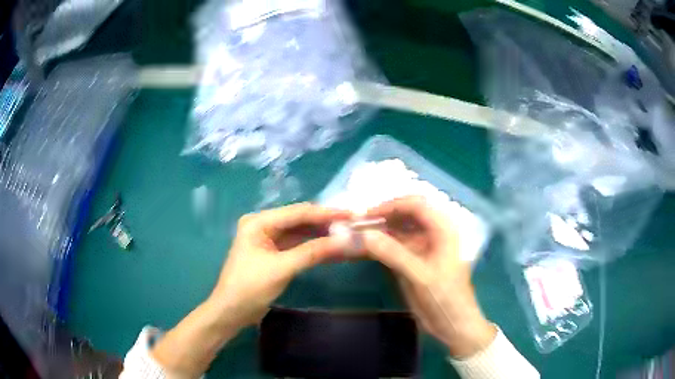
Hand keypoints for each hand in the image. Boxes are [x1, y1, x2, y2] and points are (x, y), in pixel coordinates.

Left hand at [209, 203, 351, 325]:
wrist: (231, 312)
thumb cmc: (250, 288)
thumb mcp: (282, 268)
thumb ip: (312, 252)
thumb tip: (345, 240)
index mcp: (259, 222)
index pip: (297, 212)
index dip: (325, 213)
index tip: (351, 214)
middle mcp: (263, 225)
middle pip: (299, 220)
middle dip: (325, 223)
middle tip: (353, 224)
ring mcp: (268, 239)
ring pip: (300, 233)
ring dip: (321, 235)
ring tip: (347, 234)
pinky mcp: (273, 253)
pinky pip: (297, 245)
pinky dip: (313, 247)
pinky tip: (332, 248)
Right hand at [361, 196, 495, 357]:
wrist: (453, 324)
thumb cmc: (444, 298)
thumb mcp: (419, 275)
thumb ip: (392, 253)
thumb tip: (363, 234)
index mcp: (443, 229)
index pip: (416, 204)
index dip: (391, 205)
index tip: (366, 215)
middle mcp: (434, 232)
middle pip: (406, 214)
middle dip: (383, 216)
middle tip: (358, 225)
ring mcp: (424, 246)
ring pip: (399, 229)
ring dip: (380, 230)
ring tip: (357, 235)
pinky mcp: (415, 260)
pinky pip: (396, 246)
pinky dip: (381, 245)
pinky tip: (365, 248)